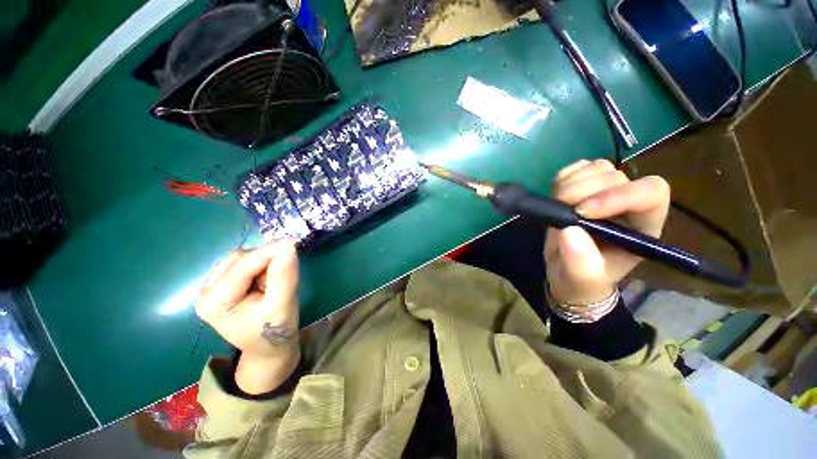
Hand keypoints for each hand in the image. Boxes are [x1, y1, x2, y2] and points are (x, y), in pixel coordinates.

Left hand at [196, 240, 299, 393]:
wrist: (269, 347)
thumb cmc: (275, 331)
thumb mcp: (283, 305)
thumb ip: (284, 276)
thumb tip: (289, 246)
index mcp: (215, 302)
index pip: (242, 266)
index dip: (269, 251)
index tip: (293, 241)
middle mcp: (206, 291)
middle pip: (239, 259)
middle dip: (266, 259)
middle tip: (287, 269)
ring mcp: (212, 287)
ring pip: (242, 258)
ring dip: (264, 262)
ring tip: (274, 280)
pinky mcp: (223, 284)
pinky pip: (244, 262)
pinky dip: (261, 265)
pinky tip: (267, 278)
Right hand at [545, 159, 669, 305]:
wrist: (565, 272)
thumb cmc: (580, 279)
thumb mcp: (582, 280)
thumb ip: (582, 264)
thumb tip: (570, 231)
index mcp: (642, 227)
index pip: (650, 193)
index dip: (617, 196)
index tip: (581, 212)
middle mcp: (628, 204)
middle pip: (617, 176)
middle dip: (583, 190)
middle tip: (560, 208)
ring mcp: (604, 192)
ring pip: (598, 167)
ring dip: (571, 183)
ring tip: (556, 204)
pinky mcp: (583, 186)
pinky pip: (577, 168)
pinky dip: (564, 177)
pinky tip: (555, 194)